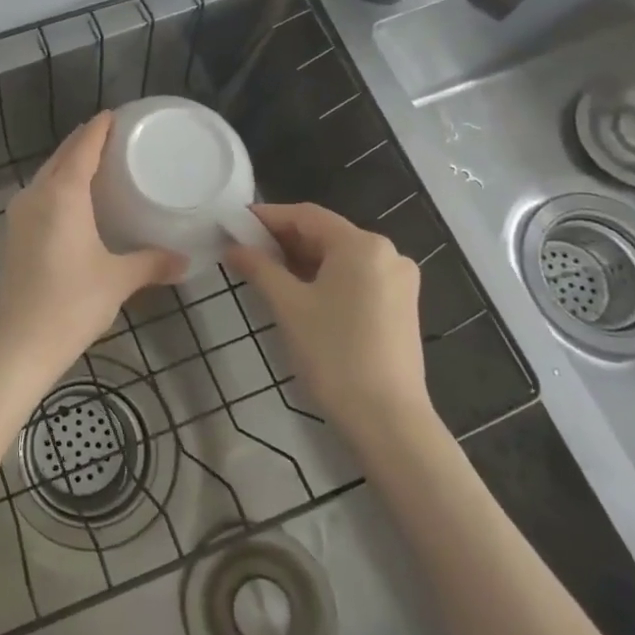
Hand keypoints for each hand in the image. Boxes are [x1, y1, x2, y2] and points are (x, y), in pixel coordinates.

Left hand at [0, 112, 183, 377]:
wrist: (17, 344)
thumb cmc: (71, 304)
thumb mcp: (118, 280)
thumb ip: (152, 263)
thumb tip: (185, 260)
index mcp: (62, 194)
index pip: (83, 146)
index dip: (100, 128)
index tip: (117, 115)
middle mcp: (36, 194)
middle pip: (62, 156)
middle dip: (85, 141)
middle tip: (115, 137)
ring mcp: (19, 214)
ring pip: (47, 175)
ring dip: (69, 163)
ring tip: (99, 164)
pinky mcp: (13, 234)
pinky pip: (39, 195)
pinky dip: (58, 186)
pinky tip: (75, 201)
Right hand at [225, 203, 428, 436]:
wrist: (387, 419)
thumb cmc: (333, 353)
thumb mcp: (288, 306)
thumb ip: (259, 268)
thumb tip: (234, 247)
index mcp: (362, 245)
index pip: (306, 216)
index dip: (267, 217)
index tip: (234, 224)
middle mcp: (387, 253)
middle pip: (325, 234)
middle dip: (283, 240)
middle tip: (244, 250)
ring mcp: (398, 281)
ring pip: (340, 257)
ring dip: (302, 260)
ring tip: (264, 272)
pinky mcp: (400, 306)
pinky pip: (355, 278)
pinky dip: (325, 278)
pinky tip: (298, 293)